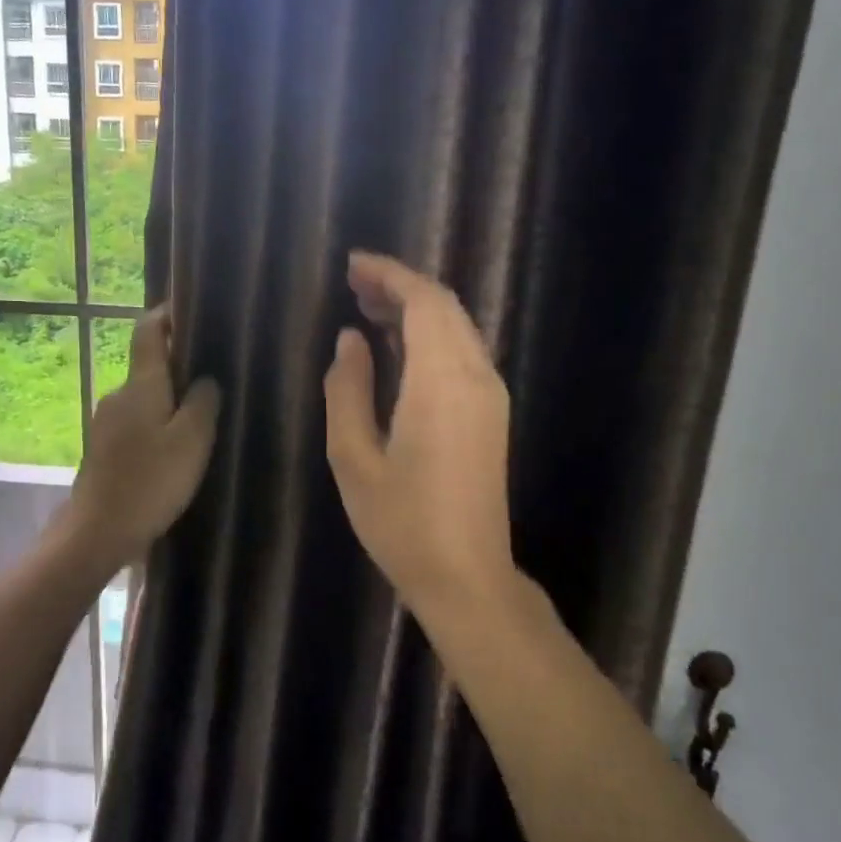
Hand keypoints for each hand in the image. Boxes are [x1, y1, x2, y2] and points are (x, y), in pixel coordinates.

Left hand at [61, 304, 222, 569]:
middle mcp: (118, 395)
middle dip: (180, 367)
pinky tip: (175, 450)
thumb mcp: (192, 440)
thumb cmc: (151, 481)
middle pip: (150, 367)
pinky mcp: (104, 449)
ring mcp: (106, 423)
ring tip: (202, 419)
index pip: (148, 331)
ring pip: (145, 399)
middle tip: (216, 378)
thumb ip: (204, 402)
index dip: (167, 315)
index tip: (193, 311)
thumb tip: (206, 379)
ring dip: (170, 402)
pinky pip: (137, 423)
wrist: (97, 532)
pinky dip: (157, 426)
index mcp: (141, 384)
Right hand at [322, 252, 516, 614]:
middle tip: (354, 285)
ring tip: (368, 310)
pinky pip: (463, 353)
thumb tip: (350, 339)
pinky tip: (398, 348)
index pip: (423, 301)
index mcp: (441, 382)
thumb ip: (348, 389)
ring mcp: (490, 395)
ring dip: (417, 309)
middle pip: (445, 307)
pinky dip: (431, 336)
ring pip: (457, 328)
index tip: (351, 264)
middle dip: (400, 286)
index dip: (389, 274)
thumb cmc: (402, 522)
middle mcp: (475, 377)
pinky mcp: (492, 414)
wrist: (467, 576)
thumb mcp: (354, 458)